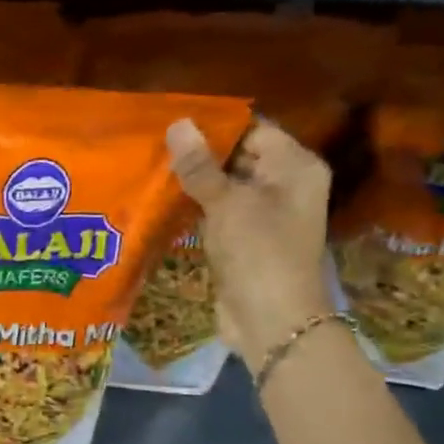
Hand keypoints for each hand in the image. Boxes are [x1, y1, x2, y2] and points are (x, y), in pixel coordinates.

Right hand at [167, 117, 334, 362]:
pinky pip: (216, 212)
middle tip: (152, 142)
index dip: (214, 126)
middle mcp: (284, 185)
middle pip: (238, 156)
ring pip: (223, 186)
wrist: (271, 321)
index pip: (253, 129)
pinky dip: (193, 207)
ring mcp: (263, 215)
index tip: (171, 122)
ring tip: (149, 166)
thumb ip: (200, 165)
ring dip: (192, 181)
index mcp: (294, 167)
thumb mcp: (228, 203)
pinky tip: (160, 199)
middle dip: (198, 153)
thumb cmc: (259, 252)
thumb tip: (178, 123)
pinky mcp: (243, 239)